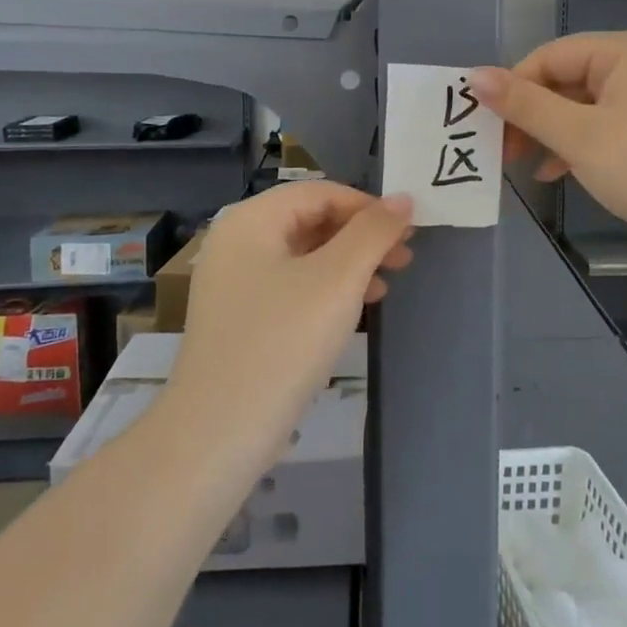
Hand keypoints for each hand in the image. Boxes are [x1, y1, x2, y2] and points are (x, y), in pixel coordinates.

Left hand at [166, 183, 413, 472]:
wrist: (219, 434)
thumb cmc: (283, 342)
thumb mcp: (338, 280)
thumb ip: (373, 232)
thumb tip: (402, 199)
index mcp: (251, 220)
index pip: (320, 192)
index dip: (368, 206)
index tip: (408, 230)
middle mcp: (237, 242)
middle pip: (311, 220)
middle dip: (361, 236)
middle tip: (405, 256)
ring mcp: (234, 282)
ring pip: (305, 255)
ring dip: (350, 263)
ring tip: (388, 282)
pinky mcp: (241, 317)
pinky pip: (292, 285)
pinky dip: (328, 289)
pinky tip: (358, 308)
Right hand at [471, 31, 626, 250]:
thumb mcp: (577, 135)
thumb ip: (524, 105)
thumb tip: (474, 76)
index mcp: (625, 50)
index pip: (550, 56)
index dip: (513, 87)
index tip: (485, 124)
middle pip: (566, 80)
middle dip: (532, 115)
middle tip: (501, 149)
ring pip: (583, 106)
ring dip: (550, 133)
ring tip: (522, 163)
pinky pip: (605, 125)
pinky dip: (578, 145)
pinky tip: (556, 172)